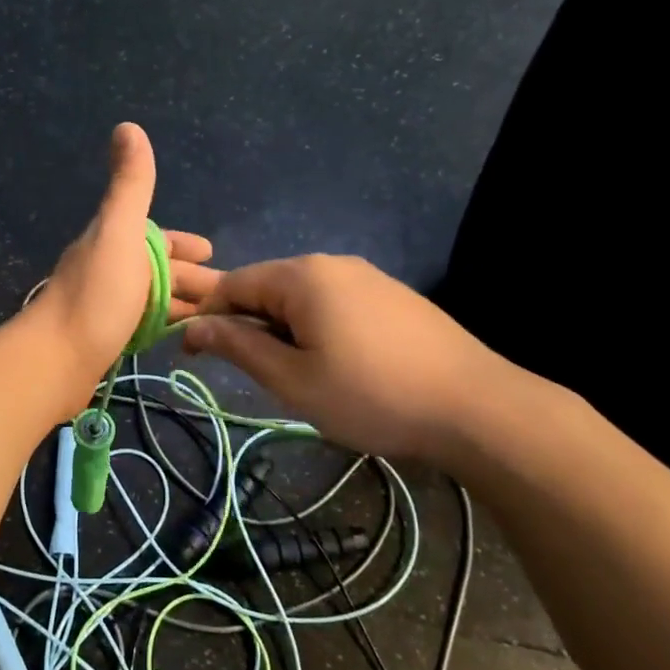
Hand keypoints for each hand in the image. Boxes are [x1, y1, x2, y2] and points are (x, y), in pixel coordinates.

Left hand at [34, 123, 219, 397]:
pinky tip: (178, 339)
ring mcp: (105, 305)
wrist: (56, 359)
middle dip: (193, 277)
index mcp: (114, 240)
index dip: (184, 244)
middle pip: (158, 270)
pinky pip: (143, 324)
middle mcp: (108, 268)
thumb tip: (127, 125)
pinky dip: (164, 325)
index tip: (212, 252)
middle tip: (229, 297)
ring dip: (182, 303)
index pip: (157, 236)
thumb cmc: (97, 294)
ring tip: (215, 321)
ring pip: (152, 298)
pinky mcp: (104, 339)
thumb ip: (130, 184)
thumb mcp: (120, 231)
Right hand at [182, 255, 522, 467]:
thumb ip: (239, 346)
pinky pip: (334, 302)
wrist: (476, 407)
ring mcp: (367, 276)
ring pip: (301, 296)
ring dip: (282, 329)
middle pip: (267, 286)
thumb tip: (195, 328)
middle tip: (250, 373)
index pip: (233, 284)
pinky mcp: (392, 295)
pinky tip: (335, 362)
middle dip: (247, 324)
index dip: (207, 317)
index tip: (193, 355)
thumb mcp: (293, 379)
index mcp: (301, 276)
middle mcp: (331, 263)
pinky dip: (315, 327)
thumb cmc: (371, 395)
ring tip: (293, 374)